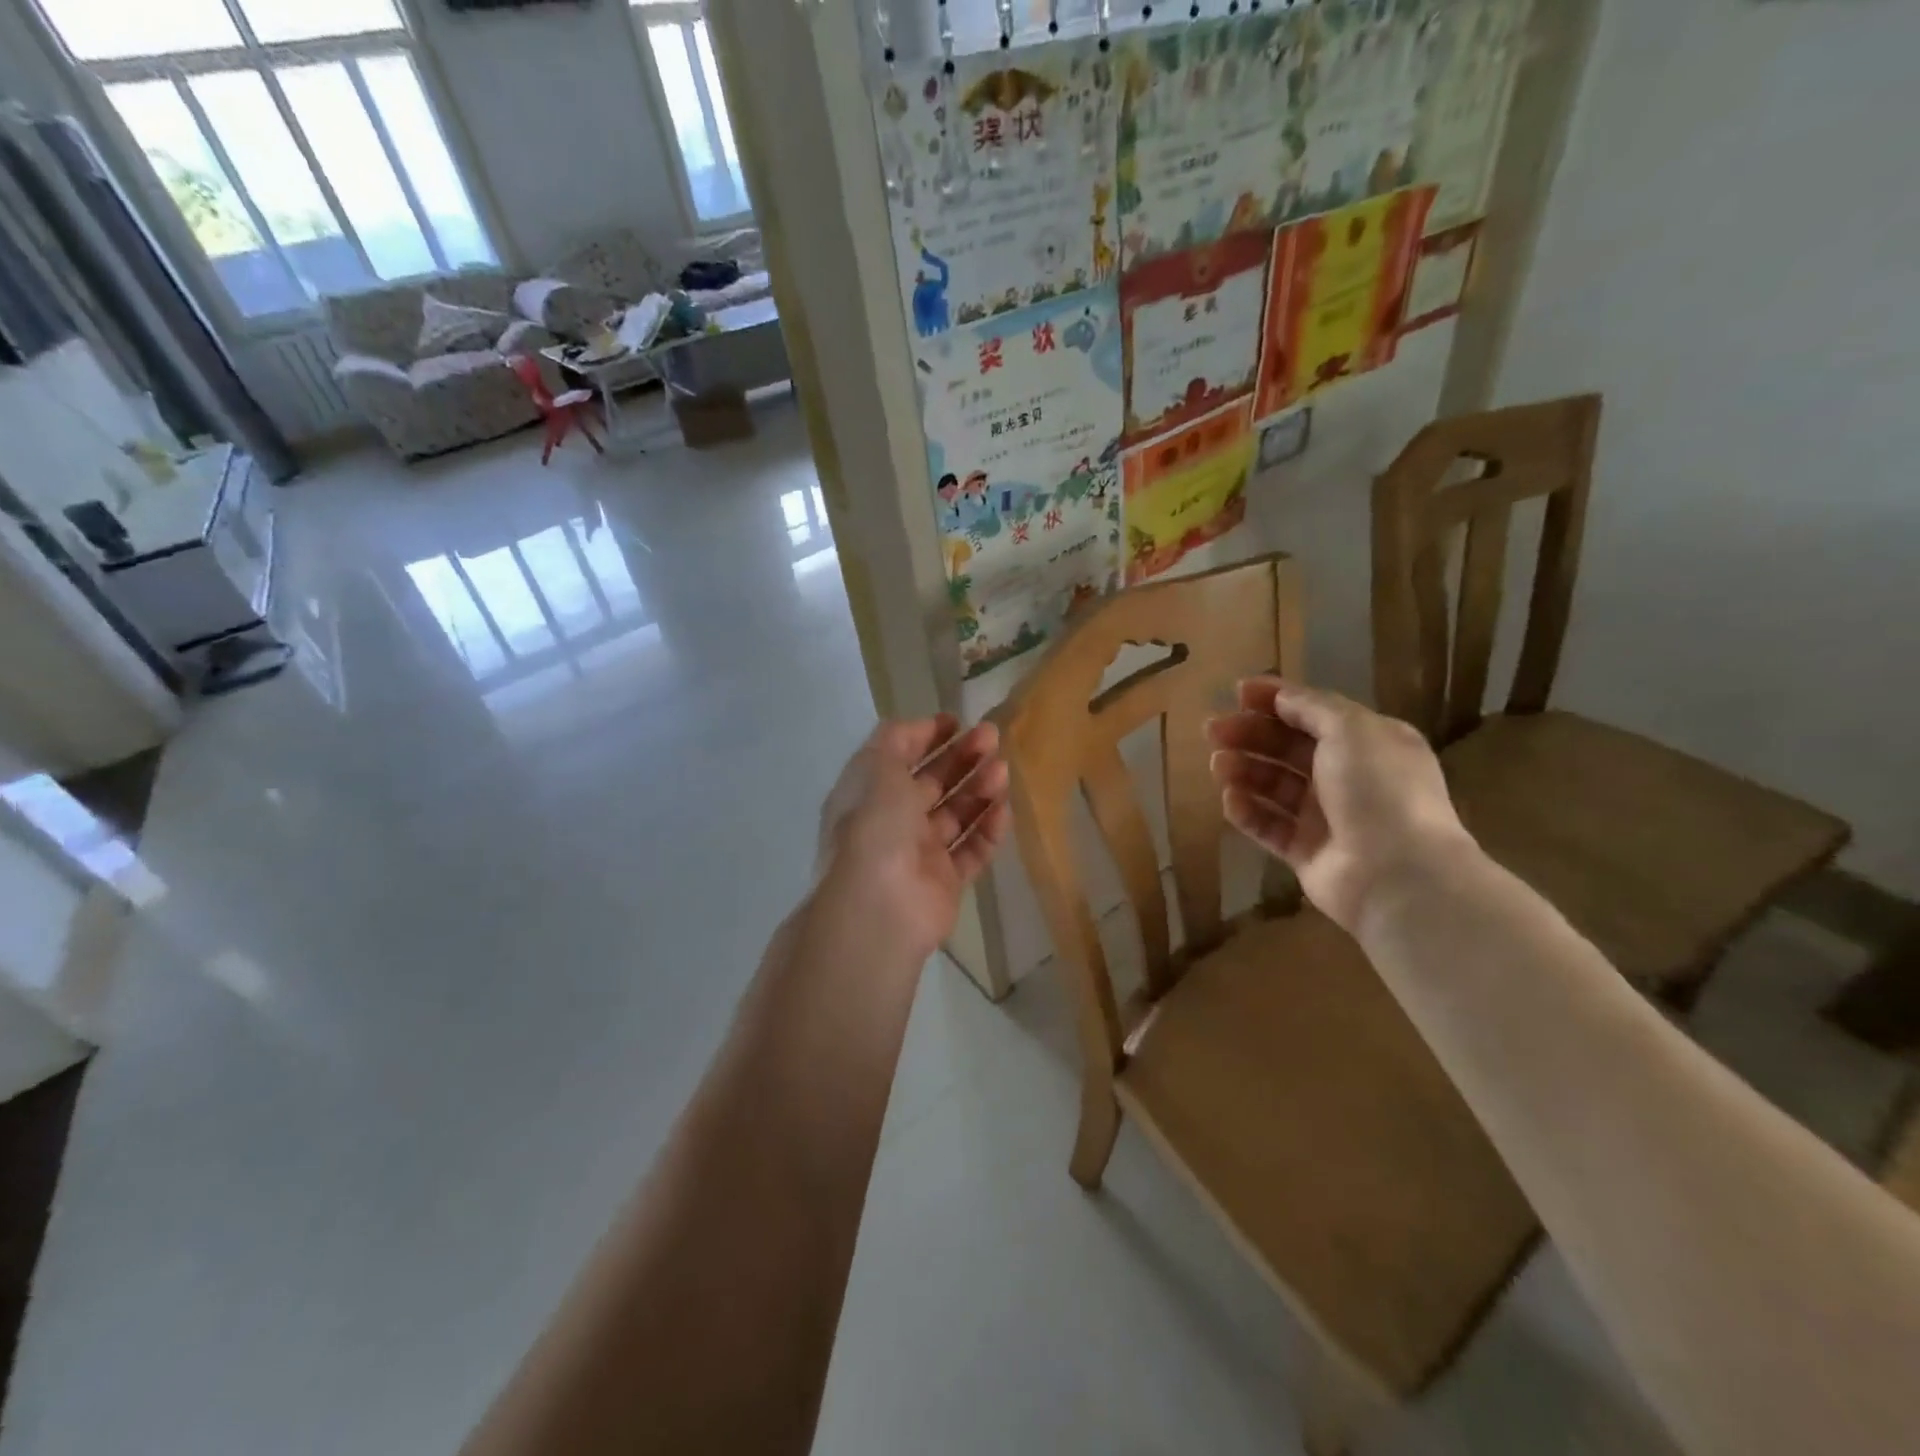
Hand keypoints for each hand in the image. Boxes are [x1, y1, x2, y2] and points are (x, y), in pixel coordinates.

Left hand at [814, 716, 1011, 959]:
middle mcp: (892, 821)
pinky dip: (988, 829)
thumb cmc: (874, 825)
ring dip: (979, 789)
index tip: (957, 722)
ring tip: (1002, 771)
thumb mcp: (876, 765)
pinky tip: (1003, 809)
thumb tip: (922, 726)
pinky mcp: (945, 882)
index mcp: (869, 793)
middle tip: (993, 738)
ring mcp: (919, 853)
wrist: (879, 905)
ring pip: (956, 814)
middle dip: (962, 758)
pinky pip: (972, 850)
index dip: (927, 737)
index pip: (900, 757)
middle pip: (933, 783)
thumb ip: (897, 738)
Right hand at [1206, 679, 1473, 934]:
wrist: (1397, 875)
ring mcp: (1327, 817)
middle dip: (1250, 735)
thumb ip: (1312, 708)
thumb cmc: (1378, 790)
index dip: (1276, 700)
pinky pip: (1269, 826)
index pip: (1314, 713)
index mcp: (1368, 743)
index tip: (1237, 692)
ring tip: (1217, 765)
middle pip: (1288, 748)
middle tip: (1212, 730)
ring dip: (1244, 770)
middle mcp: (1348, 777)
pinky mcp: (1306, 852)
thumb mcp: (1351, 730)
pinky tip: (1230, 799)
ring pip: (1274, 786)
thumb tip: (1281, 697)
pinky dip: (1248, 811)